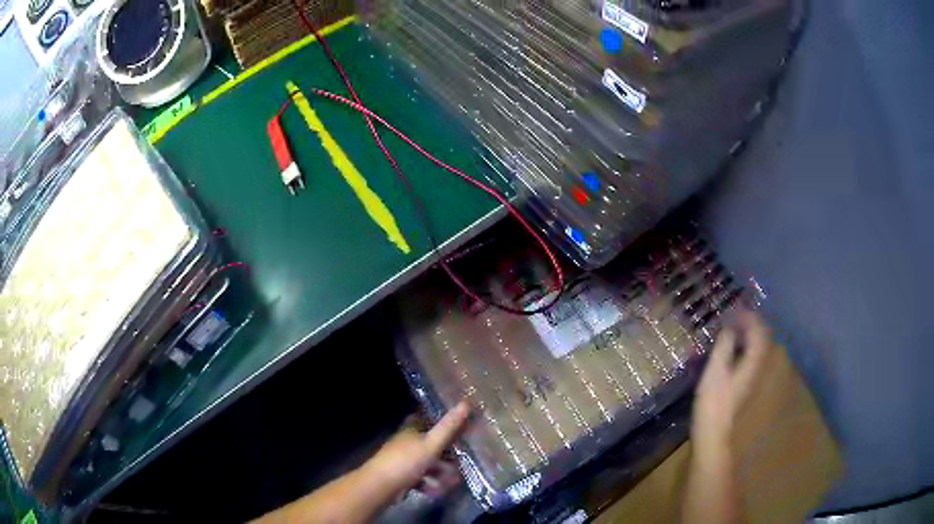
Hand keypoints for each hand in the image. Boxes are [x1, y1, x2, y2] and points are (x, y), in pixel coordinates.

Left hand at [361, 401, 470, 498]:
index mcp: (412, 430)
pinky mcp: (401, 476)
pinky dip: (429, 484)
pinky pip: (421, 478)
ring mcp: (403, 460)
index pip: (429, 420)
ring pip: (427, 463)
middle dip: (447, 456)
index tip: (461, 431)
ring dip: (440, 473)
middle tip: (460, 465)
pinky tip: (436, 491)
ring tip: (452, 482)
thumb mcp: (432, 444)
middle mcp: (407, 442)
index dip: (445, 424)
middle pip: (431, 445)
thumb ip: (449, 427)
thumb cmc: (406, 461)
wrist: (380, 486)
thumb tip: (466, 402)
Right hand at [693, 310, 769, 446]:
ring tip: (732, 329)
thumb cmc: (713, 402)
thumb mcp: (715, 370)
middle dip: (751, 324)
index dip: (749, 317)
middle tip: (734, 316)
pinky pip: (750, 357)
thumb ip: (724, 346)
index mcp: (753, 362)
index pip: (759, 331)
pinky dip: (743, 347)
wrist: (714, 433)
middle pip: (762, 339)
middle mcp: (758, 367)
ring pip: (757, 348)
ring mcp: (753, 377)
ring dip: (747, 335)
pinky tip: (730, 350)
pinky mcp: (746, 385)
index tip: (735, 309)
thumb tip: (729, 327)